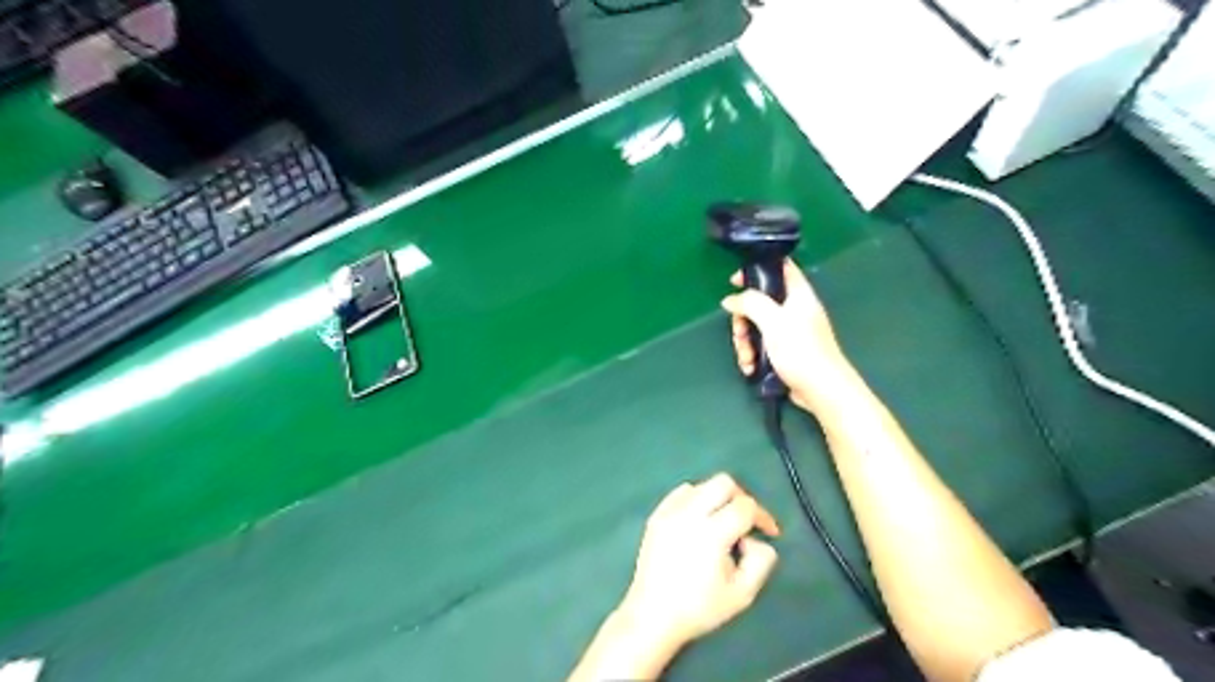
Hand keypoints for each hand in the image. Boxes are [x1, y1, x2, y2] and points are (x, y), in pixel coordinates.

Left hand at [566, 475, 777, 681]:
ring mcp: (669, 512)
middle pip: (723, 482)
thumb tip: (755, 539)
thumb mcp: (743, 594)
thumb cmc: (699, 608)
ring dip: (717, 499)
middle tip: (746, 521)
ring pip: (702, 485)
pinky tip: (698, 522)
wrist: (653, 615)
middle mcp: (690, 514)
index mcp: (712, 533)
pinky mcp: (656, 515)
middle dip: (741, 497)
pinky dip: (696, 500)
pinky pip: (682, 493)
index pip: (745, 506)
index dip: (763, 516)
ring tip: (721, 524)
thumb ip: (761, 561)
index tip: (769, 532)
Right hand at [719, 259, 853, 411]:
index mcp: (798, 294)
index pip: (779, 268)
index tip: (735, 282)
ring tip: (746, 358)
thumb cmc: (800, 349)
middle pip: (760, 303)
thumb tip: (730, 300)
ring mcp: (790, 331)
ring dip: (745, 342)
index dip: (757, 269)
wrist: (821, 389)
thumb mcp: (772, 320)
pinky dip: (753, 355)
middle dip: (743, 320)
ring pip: (757, 327)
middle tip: (740, 334)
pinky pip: (762, 345)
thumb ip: (750, 304)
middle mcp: (795, 309)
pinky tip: (751, 368)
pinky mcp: (786, 351)